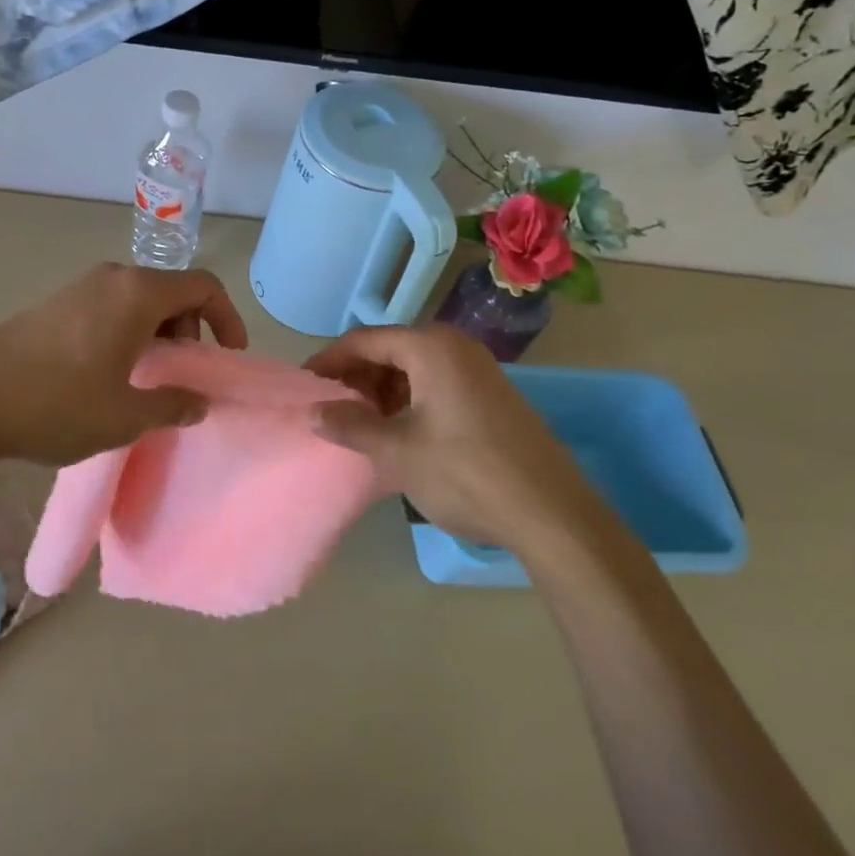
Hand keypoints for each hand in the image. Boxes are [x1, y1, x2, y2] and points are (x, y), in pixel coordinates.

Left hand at [0, 262, 248, 466]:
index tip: (228, 355)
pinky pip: (110, 305)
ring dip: (158, 331)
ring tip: (148, 377)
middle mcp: (112, 277)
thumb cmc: (58, 405)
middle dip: (190, 329)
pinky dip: (129, 329)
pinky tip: (111, 370)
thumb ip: (174, 405)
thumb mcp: (126, 416)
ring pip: (140, 298)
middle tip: (182, 373)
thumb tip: (200, 401)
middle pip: (172, 290)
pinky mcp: (57, 301)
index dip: (227, 318)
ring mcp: (81, 286)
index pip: (202, 286)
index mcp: (137, 294)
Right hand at [304, 324, 600, 550]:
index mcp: (430, 347)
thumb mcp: (397, 451)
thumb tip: (313, 413)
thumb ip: (350, 426)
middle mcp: (455, 347)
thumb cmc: (465, 473)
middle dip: (356, 379)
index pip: (363, 341)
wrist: (551, 514)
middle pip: (389, 351)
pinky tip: (398, 433)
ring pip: (413, 369)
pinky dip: (409, 401)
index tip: (303, 386)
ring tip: (360, 426)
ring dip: (381, 392)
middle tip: (330, 410)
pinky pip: (436, 384)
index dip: (328, 362)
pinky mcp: (491, 395)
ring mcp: (478, 370)